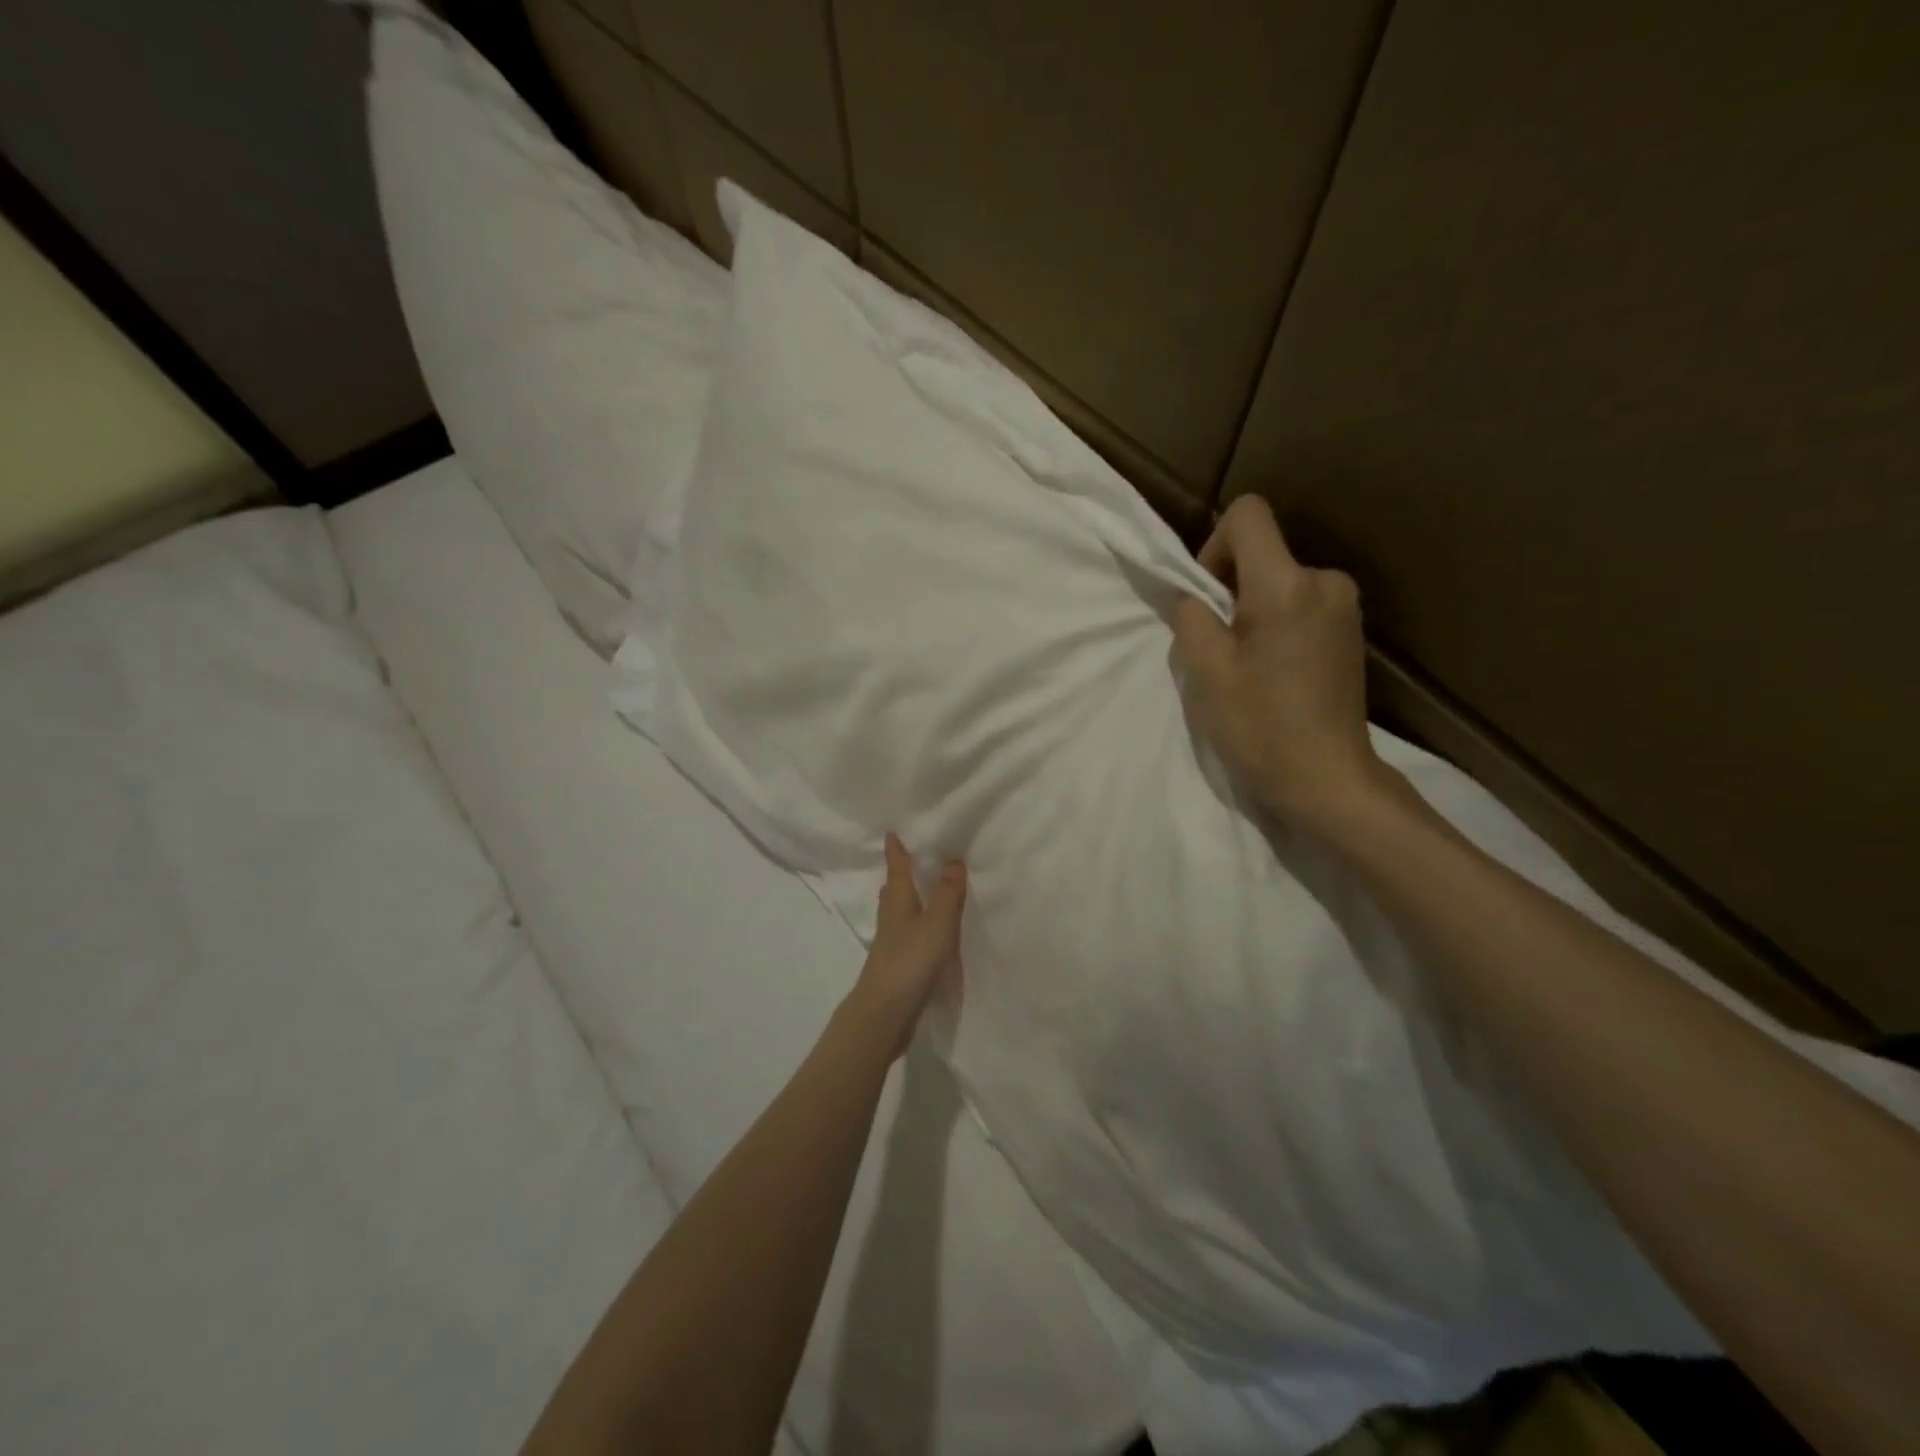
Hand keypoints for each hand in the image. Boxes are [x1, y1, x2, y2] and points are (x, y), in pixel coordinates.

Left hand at [845, 833, 966, 1057]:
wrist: (884, 1014)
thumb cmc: (910, 962)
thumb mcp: (936, 925)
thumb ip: (947, 895)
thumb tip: (953, 860)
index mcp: (899, 905)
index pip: (897, 871)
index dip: (896, 853)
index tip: (891, 834)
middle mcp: (891, 921)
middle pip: (893, 892)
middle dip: (898, 876)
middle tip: (906, 861)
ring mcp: (890, 946)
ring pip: (897, 915)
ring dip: (905, 902)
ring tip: (916, 894)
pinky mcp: (895, 968)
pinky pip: (905, 937)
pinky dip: (912, 928)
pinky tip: (921, 936)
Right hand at [1171, 497, 1385, 828]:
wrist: (1327, 780)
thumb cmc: (1260, 727)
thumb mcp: (1206, 670)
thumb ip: (1190, 616)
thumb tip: (1192, 596)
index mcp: (1287, 585)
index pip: (1248, 515)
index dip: (1214, 545)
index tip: (1207, 597)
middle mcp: (1325, 581)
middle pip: (1263, 553)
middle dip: (1231, 589)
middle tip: (1219, 647)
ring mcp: (1345, 607)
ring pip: (1280, 582)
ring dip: (1253, 611)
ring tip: (1246, 666)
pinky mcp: (1351, 632)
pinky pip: (1301, 605)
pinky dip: (1278, 625)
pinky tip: (1274, 673)